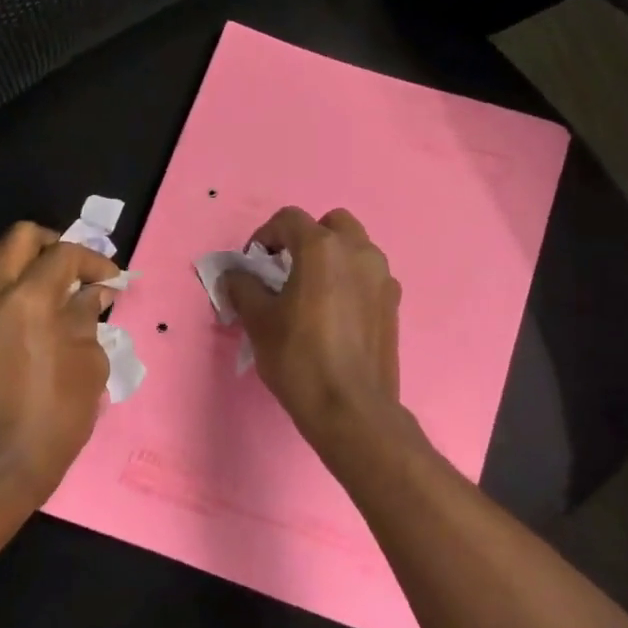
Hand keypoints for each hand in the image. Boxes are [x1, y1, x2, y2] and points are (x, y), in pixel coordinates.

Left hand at [0, 222, 119, 509]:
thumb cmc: (56, 415)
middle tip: (79, 268)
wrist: (0, 464)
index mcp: (28, 300)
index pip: (63, 254)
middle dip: (55, 243)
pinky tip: (38, 306)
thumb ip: (88, 315)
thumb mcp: (88, 362)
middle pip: (20, 236)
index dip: (94, 260)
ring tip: (58, 284)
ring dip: (30, 259)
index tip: (112, 279)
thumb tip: (93, 293)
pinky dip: (14, 281)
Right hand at [219, 207, 403, 455]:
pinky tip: (335, 314)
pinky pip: (368, 276)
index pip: (289, 219)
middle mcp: (359, 251)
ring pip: (355, 248)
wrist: (351, 408)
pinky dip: (350, 281)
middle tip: (286, 269)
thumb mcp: (258, 321)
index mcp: (323, 248)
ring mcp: (382, 277)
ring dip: (332, 258)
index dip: (264, 235)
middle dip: (306, 238)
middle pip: (331, 224)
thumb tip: (234, 274)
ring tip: (311, 293)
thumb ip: (243, 287)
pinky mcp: (393, 303)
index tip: (254, 264)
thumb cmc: (299, 358)